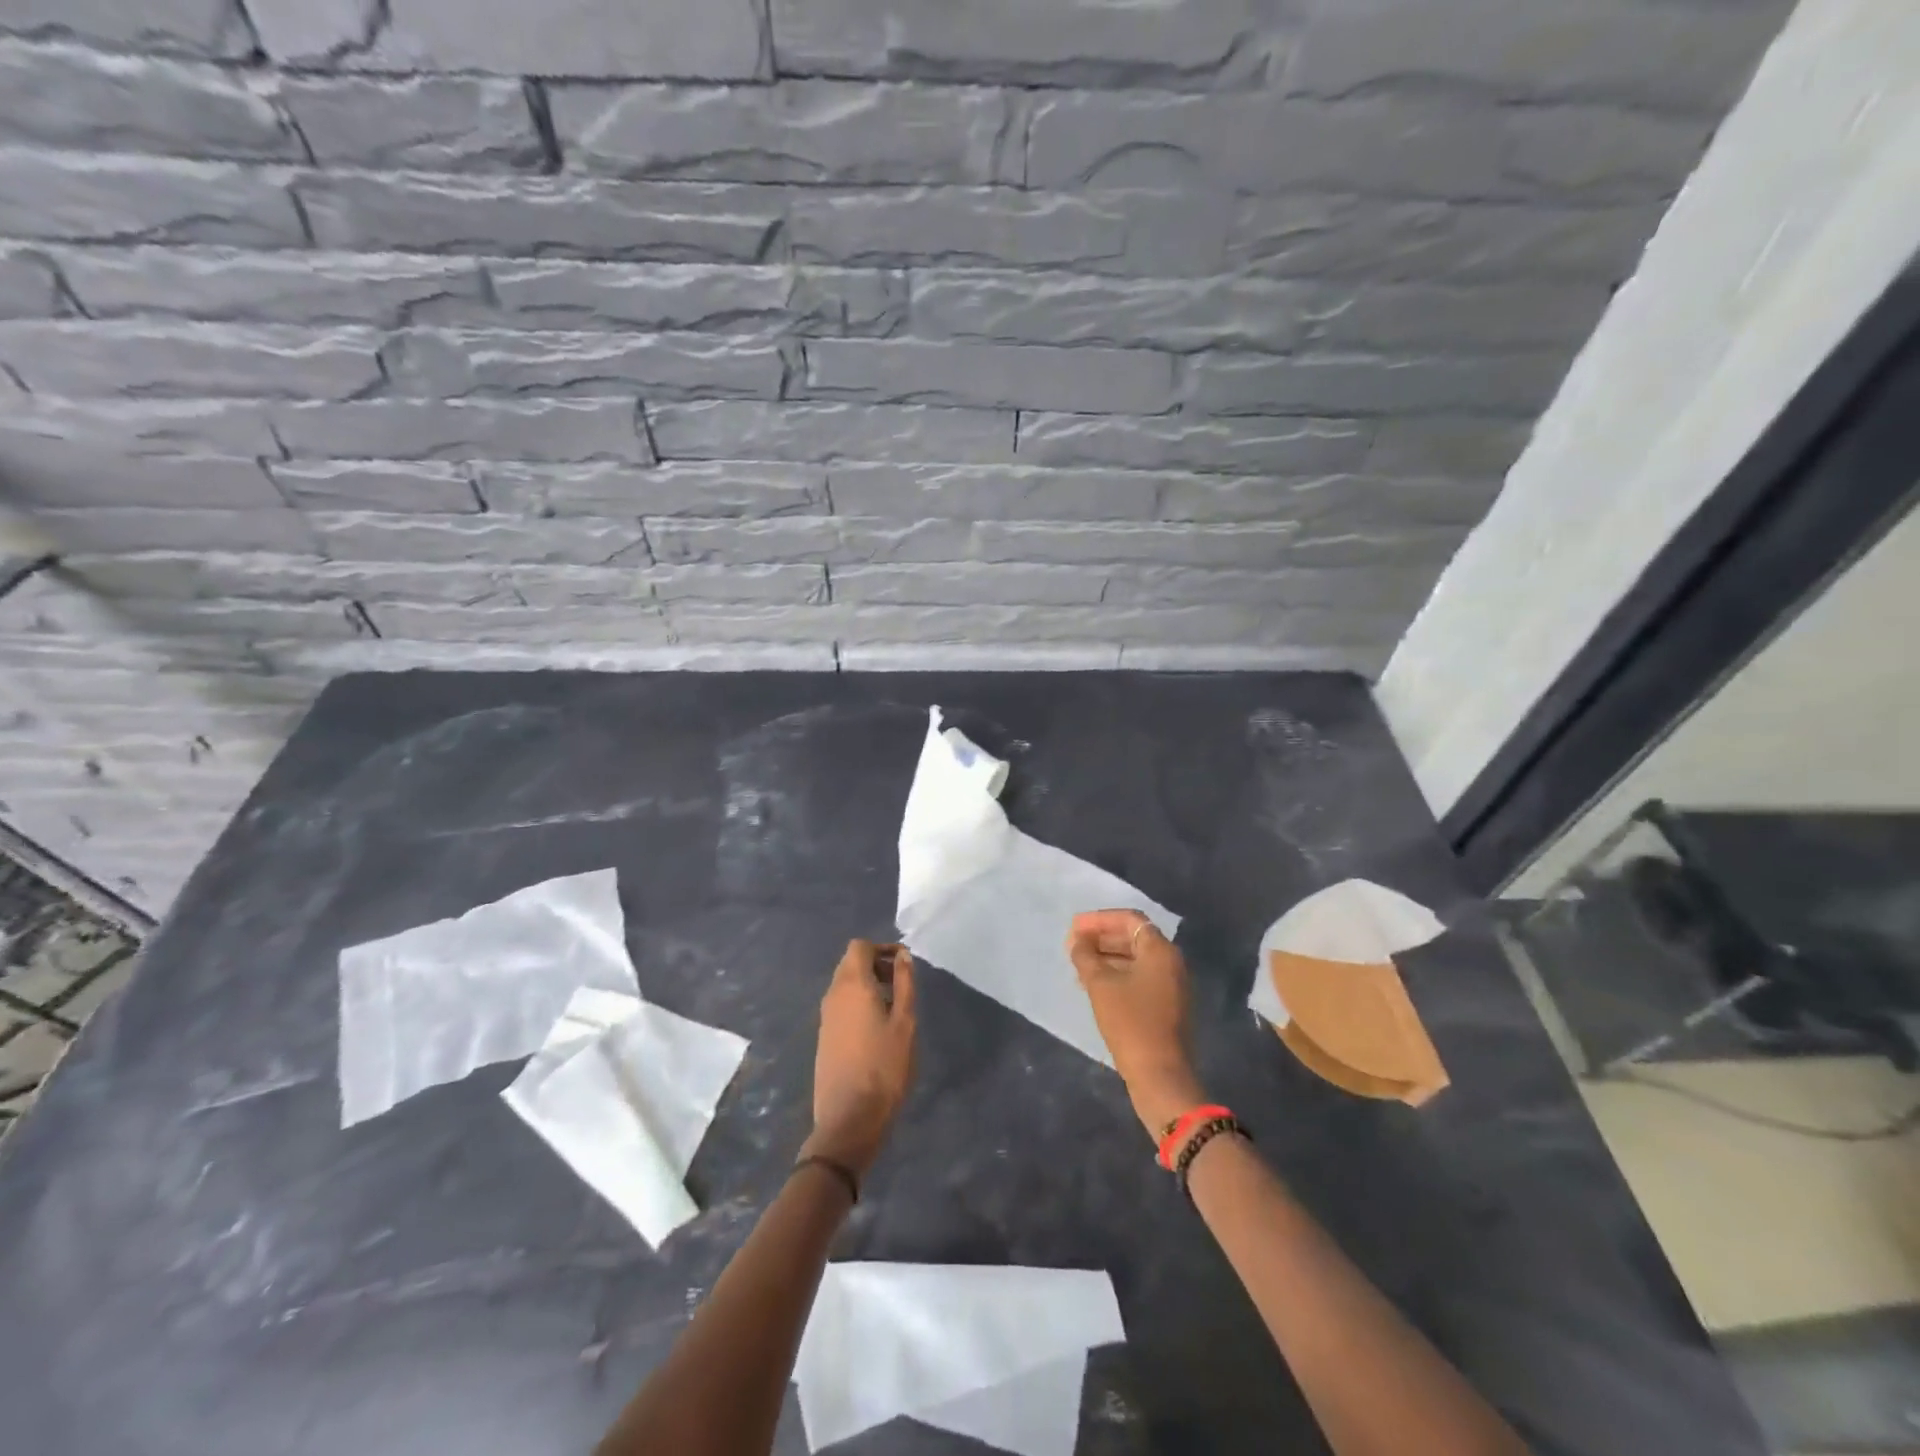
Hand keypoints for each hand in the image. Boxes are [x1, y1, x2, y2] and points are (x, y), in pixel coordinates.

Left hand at [802, 940, 916, 1177]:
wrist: (849, 1118)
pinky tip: (876, 1028)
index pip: (859, 947)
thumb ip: (904, 984)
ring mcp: (825, 1017)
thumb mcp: (904, 1022)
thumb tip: (902, 955)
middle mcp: (833, 995)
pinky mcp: (824, 1037)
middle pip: (850, 963)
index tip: (904, 964)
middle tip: (902, 984)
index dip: (882, 948)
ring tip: (894, 1007)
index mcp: (852, 985)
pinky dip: (858, 1003)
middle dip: (876, 964)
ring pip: (844, 985)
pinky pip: (841, 1005)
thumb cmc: (884, 1066)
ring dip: (867, 985)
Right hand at [1067, 910, 1205, 1136]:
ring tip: (1078, 965)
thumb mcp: (1101, 985)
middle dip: (1101, 938)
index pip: (1129, 919)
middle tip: (1073, 945)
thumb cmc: (1130, 1022)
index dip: (1099, 919)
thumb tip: (1078, 940)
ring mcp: (1171, 985)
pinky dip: (1116, 975)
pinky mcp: (1166, 1006)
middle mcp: (1171, 962)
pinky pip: (1139, 978)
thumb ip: (1086, 956)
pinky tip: (1093, 985)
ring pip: (1135, 959)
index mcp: (1160, 950)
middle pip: (1134, 937)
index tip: (1074, 927)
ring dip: (1106, 957)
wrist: (1160, 1076)